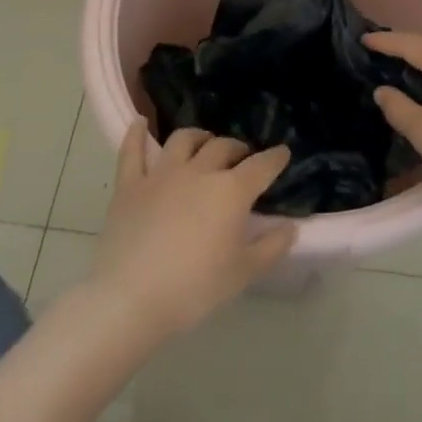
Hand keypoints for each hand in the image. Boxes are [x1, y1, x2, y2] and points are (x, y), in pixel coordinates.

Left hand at [89, 124, 295, 341]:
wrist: (130, 299)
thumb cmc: (194, 289)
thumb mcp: (243, 274)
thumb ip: (271, 247)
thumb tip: (291, 227)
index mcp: (231, 191)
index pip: (261, 166)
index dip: (275, 158)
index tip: (283, 153)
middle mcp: (198, 171)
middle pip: (223, 146)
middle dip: (238, 149)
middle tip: (242, 158)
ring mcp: (161, 174)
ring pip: (183, 139)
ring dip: (199, 137)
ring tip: (204, 142)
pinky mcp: (130, 185)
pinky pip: (132, 151)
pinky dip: (136, 134)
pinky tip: (140, 122)